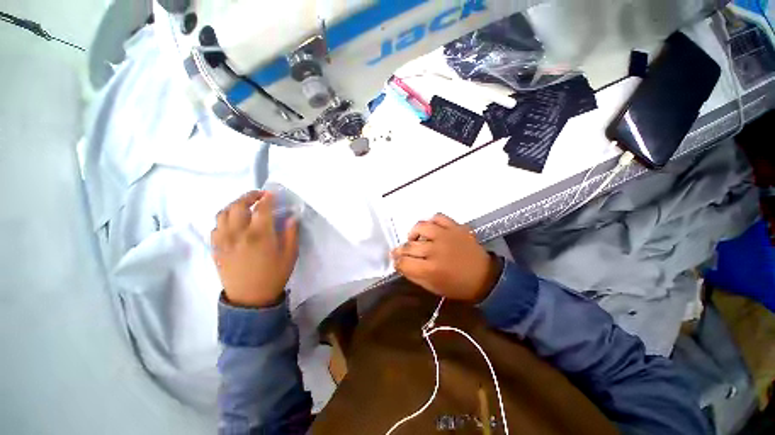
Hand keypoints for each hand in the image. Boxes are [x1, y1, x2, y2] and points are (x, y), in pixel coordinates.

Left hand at [211, 191, 298, 307]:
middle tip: (259, 196)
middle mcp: (238, 234)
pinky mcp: (216, 248)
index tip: (272, 193)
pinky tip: (233, 222)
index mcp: (260, 235)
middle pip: (237, 206)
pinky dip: (224, 219)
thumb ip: (291, 234)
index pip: (261, 208)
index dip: (267, 198)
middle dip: (249, 196)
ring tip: (245, 206)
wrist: (250, 299)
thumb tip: (291, 217)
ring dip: (234, 205)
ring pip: (223, 214)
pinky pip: (215, 227)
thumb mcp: (290, 255)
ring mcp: (224, 240)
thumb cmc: (274, 276)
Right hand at [391, 214, 500, 301]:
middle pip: (409, 246)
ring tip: (414, 239)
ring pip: (421, 227)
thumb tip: (400, 265)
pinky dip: (431, 221)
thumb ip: (414, 276)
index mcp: (431, 269)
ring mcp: (446, 236)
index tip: (396, 262)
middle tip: (399, 252)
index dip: (397, 263)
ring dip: (413, 233)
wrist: (485, 277)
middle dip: (400, 250)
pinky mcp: (456, 227)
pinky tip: (430, 229)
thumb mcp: (433, 288)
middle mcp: (436, 250)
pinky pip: (438, 217)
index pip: (404, 262)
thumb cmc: (458, 286)